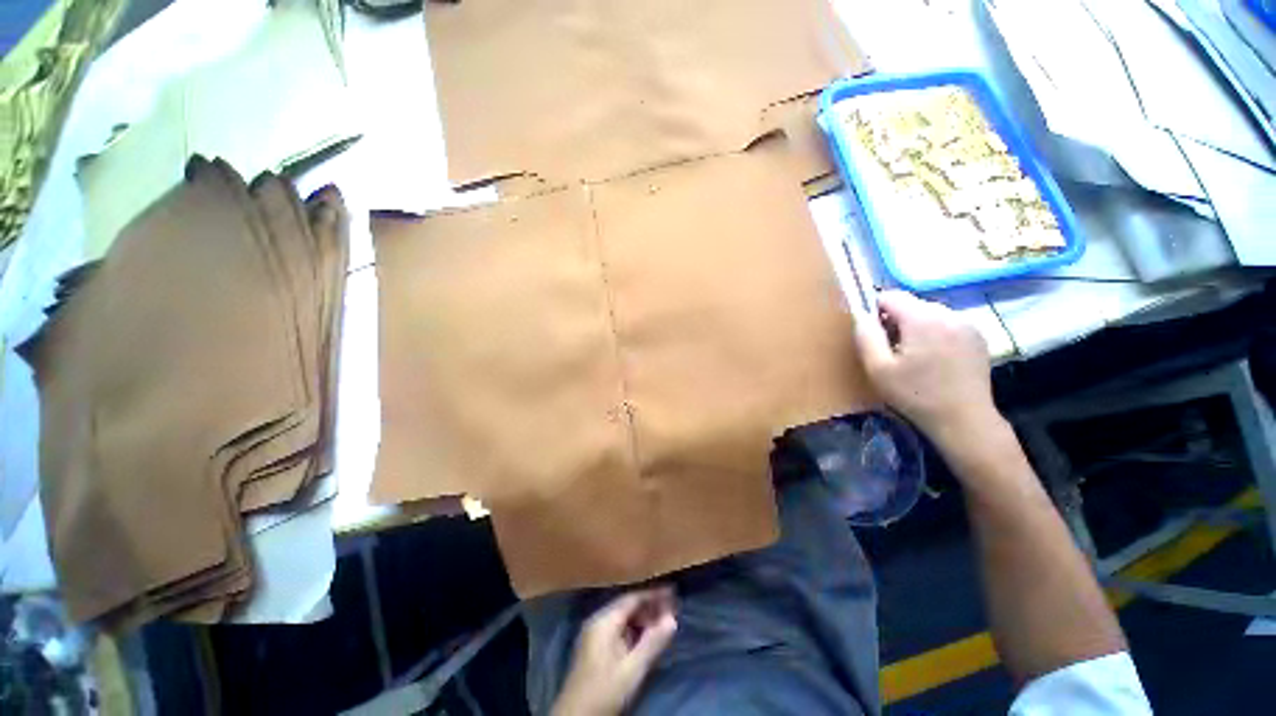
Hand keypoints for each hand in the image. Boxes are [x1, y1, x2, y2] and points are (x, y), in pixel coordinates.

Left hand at [552, 588, 677, 715]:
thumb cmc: (605, 691)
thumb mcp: (633, 669)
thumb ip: (653, 642)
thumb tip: (672, 618)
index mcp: (604, 620)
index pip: (633, 598)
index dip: (654, 595)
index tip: (673, 592)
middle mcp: (597, 620)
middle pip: (628, 606)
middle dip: (650, 607)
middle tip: (672, 610)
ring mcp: (594, 634)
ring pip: (623, 618)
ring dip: (643, 620)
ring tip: (663, 623)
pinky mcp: (595, 648)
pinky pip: (618, 629)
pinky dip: (634, 630)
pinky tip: (647, 638)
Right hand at [854, 291, 1000, 452]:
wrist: (964, 420)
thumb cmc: (915, 395)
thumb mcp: (878, 368)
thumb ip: (866, 337)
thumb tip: (861, 316)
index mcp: (922, 319)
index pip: (891, 296)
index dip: (875, 310)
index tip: (873, 333)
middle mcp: (948, 314)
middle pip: (912, 304)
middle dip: (896, 320)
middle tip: (891, 349)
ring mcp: (967, 324)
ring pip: (930, 313)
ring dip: (916, 327)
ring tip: (913, 356)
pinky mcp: (978, 337)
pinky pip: (947, 324)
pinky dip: (935, 334)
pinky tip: (934, 359)